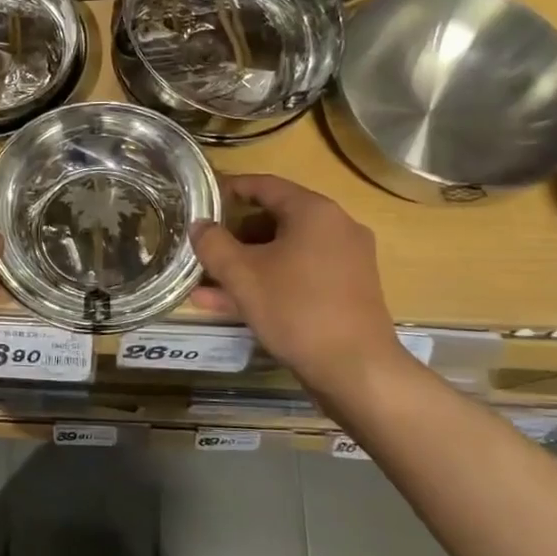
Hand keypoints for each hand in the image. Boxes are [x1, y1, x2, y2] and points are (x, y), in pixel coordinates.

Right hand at [190, 174, 408, 384]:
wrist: (357, 370)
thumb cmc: (296, 310)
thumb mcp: (242, 275)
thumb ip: (213, 244)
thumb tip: (199, 225)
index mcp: (315, 212)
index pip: (265, 185)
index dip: (230, 188)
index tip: (202, 198)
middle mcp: (336, 228)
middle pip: (275, 219)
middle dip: (234, 235)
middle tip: (204, 246)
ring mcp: (346, 261)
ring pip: (284, 253)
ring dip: (245, 265)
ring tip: (205, 283)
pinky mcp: (347, 291)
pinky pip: (299, 276)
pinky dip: (268, 282)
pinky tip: (230, 305)